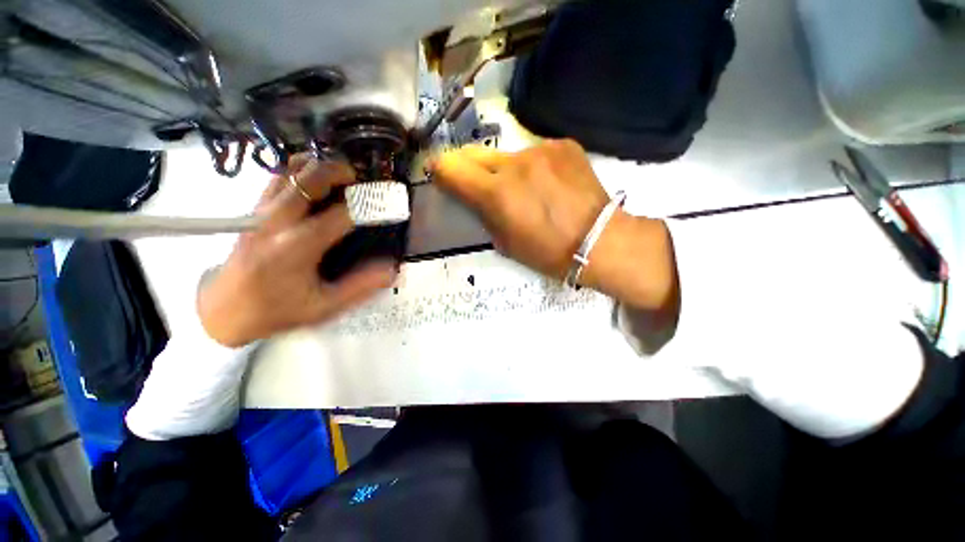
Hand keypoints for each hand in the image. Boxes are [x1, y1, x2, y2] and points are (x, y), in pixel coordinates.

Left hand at [198, 155, 397, 346]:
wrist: (224, 310)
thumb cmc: (277, 310)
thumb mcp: (324, 306)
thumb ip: (360, 287)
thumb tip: (392, 270)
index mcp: (297, 246)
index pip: (342, 214)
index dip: (370, 206)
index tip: (387, 204)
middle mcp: (277, 221)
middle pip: (311, 178)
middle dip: (342, 173)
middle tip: (362, 181)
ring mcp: (262, 211)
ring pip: (291, 170)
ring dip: (320, 167)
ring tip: (342, 178)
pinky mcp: (254, 209)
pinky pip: (278, 176)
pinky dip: (300, 171)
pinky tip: (315, 181)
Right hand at [432, 139, 678, 313]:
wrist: (599, 240)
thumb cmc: (548, 252)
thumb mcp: (505, 243)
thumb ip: (483, 213)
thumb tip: (472, 194)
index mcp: (497, 194)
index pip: (451, 168)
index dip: (441, 171)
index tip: (442, 177)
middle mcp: (515, 164)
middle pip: (474, 153)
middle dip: (469, 168)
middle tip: (480, 185)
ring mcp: (541, 150)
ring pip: (506, 155)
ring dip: (506, 170)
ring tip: (526, 190)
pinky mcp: (563, 144)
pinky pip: (534, 152)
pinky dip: (533, 167)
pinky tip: (549, 184)